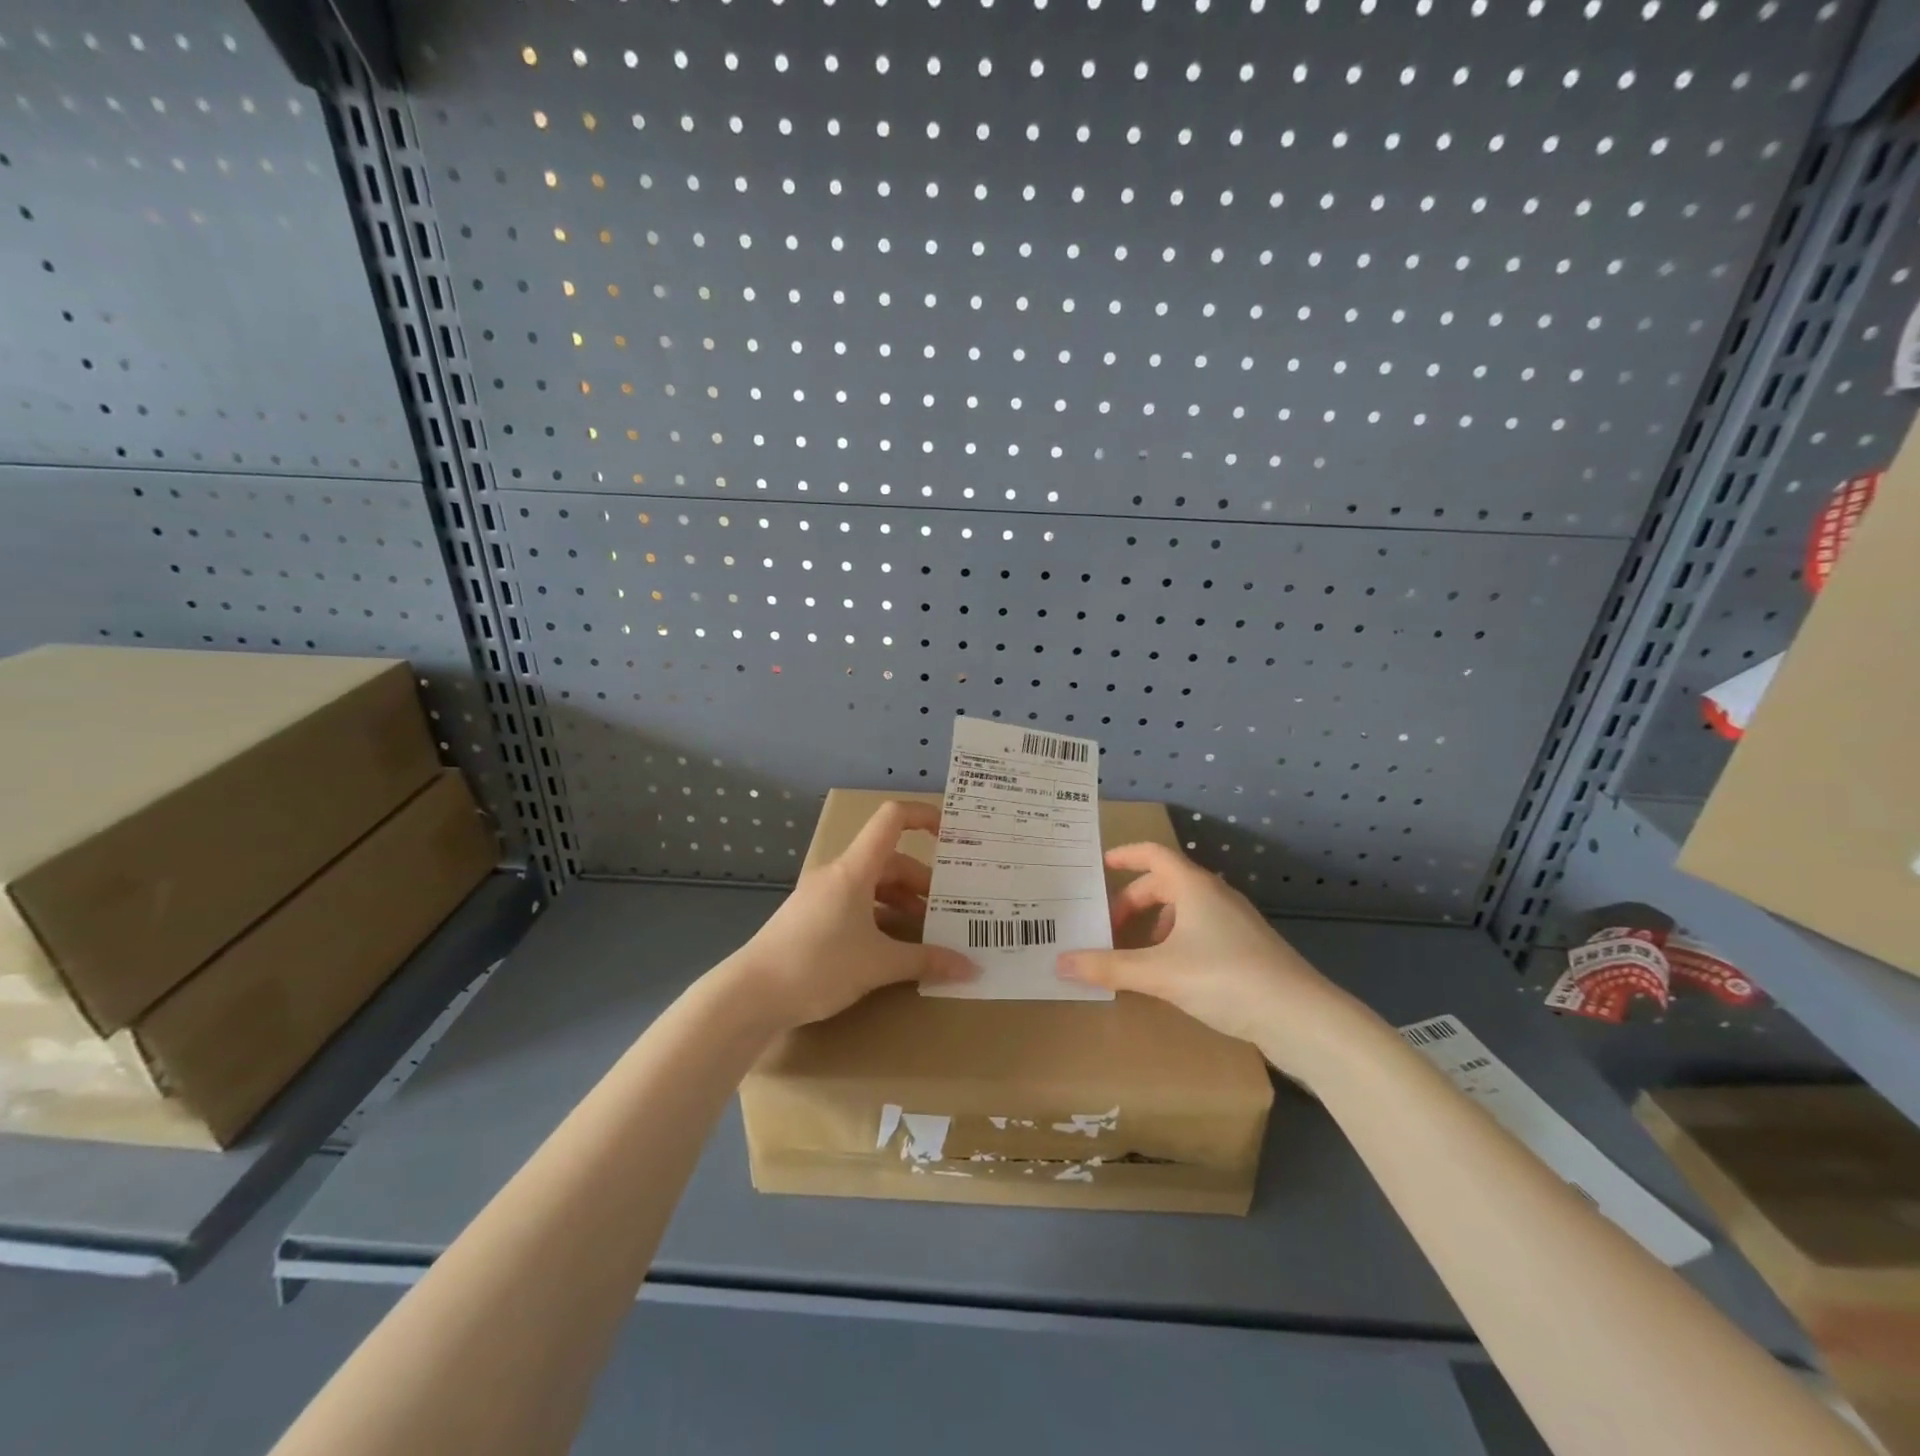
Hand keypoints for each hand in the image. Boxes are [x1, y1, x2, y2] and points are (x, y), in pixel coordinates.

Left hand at [727, 800, 975, 1029]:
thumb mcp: (879, 964)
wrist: (750, 996)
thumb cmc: (818, 966)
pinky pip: (856, 905)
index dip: (923, 816)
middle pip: (890, 861)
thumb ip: (926, 961)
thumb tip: (971, 968)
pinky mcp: (811, 918)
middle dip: (922, 882)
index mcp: (855, 869)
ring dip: (902, 903)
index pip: (892, 819)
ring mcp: (822, 895)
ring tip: (926, 933)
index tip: (951, 834)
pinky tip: (892, 948)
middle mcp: (838, 874)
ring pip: (873, 886)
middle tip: (948, 909)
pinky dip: (879, 918)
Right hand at [1056, 842, 1375, 1081]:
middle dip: (1133, 903)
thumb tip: (1060, 962)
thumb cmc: (1226, 978)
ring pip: (1184, 910)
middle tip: (1108, 929)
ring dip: (1155, 925)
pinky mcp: (1248, 949)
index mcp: (1194, 887)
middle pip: (1165, 885)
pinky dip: (1176, 942)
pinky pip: (1200, 931)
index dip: (1125, 855)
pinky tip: (1170, 974)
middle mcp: (1215, 896)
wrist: (1301, 1017)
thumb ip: (1108, 967)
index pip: (1153, 854)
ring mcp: (1236, 922)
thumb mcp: (1159, 973)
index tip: (1100, 865)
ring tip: (1135, 955)